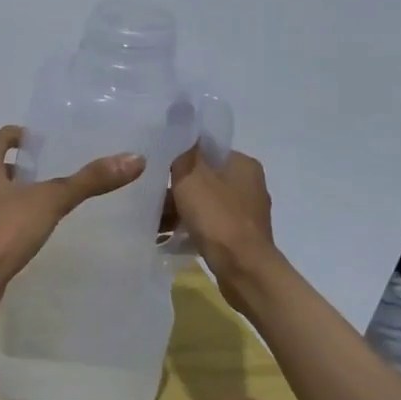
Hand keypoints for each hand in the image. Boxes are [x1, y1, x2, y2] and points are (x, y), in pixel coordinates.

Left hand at [0, 126, 144, 317]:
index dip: (19, 134)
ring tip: (50, 198)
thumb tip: (135, 159)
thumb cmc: (3, 232)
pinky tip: (36, 230)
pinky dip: (15, 218)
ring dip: (18, 192)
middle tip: (54, 167)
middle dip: (22, 165)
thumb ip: (88, 181)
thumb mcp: (49, 201)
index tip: (43, 138)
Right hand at [164, 145, 274, 308]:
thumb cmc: (217, 217)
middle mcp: (249, 184)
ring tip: (153, 222)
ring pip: (204, 203)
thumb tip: (181, 130)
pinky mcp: (241, 237)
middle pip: (204, 178)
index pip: (207, 150)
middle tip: (151, 197)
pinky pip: (209, 225)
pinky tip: (168, 238)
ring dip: (180, 210)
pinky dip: (190, 228)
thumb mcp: (191, 177)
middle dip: (176, 188)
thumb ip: (184, 153)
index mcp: (243, 164)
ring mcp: (246, 213)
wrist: (244, 269)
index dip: (181, 157)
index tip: (158, 167)